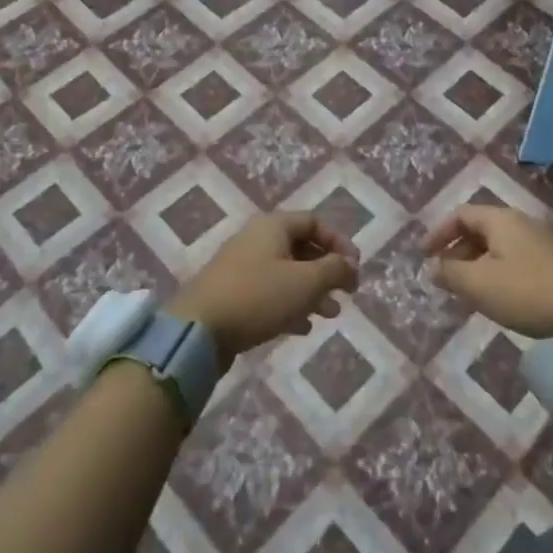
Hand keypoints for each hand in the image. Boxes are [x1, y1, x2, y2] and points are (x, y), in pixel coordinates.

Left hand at [172, 214, 358, 358]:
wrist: (198, 330)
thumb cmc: (258, 296)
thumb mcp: (306, 282)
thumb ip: (334, 269)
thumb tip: (350, 264)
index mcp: (273, 226)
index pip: (314, 222)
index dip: (339, 242)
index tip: (355, 269)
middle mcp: (256, 240)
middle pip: (301, 248)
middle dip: (327, 271)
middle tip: (346, 293)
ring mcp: (241, 267)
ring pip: (287, 273)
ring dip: (312, 291)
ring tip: (330, 314)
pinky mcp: (232, 294)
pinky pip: (269, 293)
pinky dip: (290, 305)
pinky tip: (302, 327)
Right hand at [422, 206, 552, 337]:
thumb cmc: (526, 292)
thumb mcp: (479, 284)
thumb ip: (450, 272)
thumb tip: (433, 267)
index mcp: (501, 220)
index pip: (461, 214)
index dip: (438, 232)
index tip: (424, 255)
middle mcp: (521, 223)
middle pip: (479, 228)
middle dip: (456, 250)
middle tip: (444, 275)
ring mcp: (541, 242)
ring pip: (497, 246)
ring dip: (475, 263)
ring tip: (466, 290)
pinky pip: (514, 259)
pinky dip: (495, 271)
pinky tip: (496, 296)